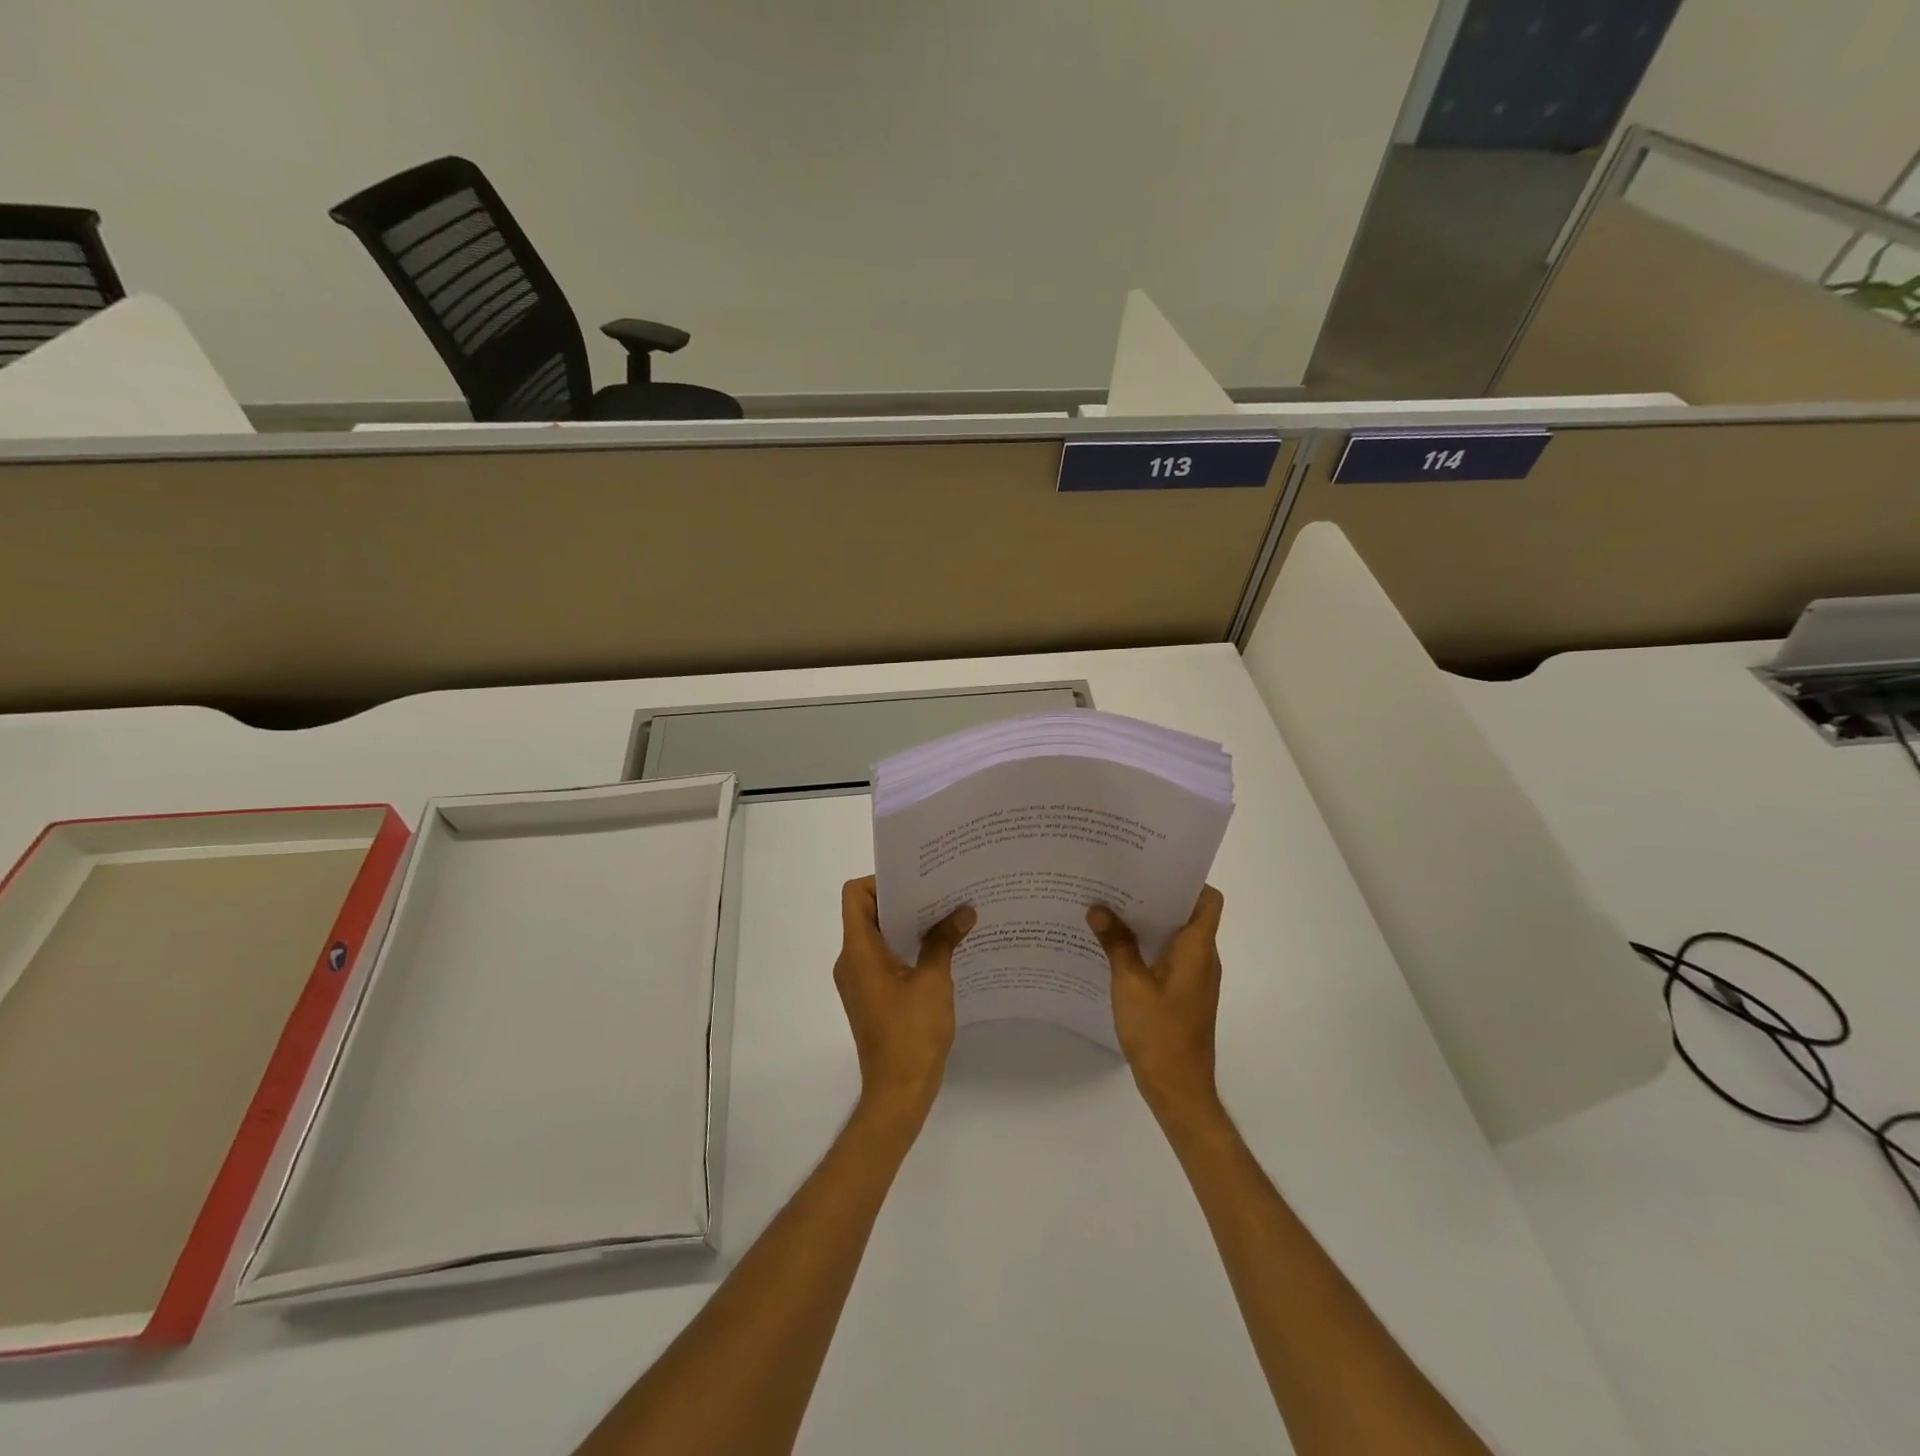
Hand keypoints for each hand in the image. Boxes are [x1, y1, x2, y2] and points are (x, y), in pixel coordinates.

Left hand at [834, 877, 974, 1124]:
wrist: (898, 1092)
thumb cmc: (912, 1033)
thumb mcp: (934, 982)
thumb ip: (944, 941)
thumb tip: (964, 911)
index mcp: (859, 951)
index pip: (855, 895)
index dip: (881, 880)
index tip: (917, 881)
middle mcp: (851, 961)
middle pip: (867, 912)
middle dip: (903, 899)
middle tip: (939, 891)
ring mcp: (859, 980)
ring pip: (877, 936)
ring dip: (907, 924)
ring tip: (945, 916)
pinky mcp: (870, 996)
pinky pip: (883, 957)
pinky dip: (906, 947)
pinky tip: (938, 949)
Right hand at [1087, 886, 1225, 1121]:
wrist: (1178, 1089)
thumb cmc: (1159, 1033)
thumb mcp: (1129, 984)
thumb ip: (1116, 944)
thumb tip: (1099, 908)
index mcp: (1197, 949)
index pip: (1208, 900)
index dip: (1187, 880)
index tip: (1153, 868)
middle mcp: (1203, 958)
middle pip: (1189, 913)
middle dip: (1157, 896)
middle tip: (1121, 881)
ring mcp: (1195, 978)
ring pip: (1177, 936)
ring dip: (1150, 922)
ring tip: (1113, 907)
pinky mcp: (1184, 994)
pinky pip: (1169, 956)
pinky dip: (1149, 945)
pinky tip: (1117, 946)